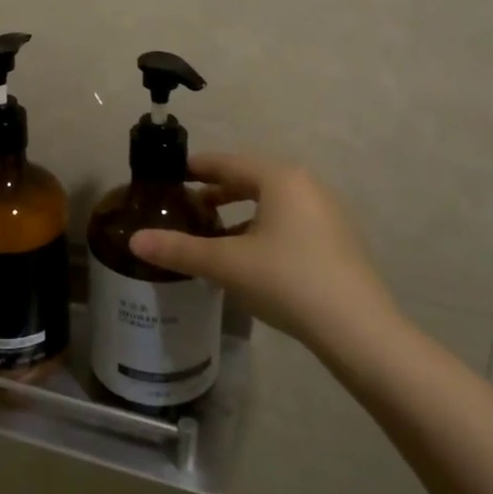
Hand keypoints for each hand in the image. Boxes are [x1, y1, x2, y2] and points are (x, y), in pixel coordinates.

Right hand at [128, 153, 402, 359]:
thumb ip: (179, 250)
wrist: (358, 330)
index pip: (227, 162)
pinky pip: (288, 221)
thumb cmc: (287, 281)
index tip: (171, 175)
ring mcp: (326, 214)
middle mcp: (306, 186)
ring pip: (271, 203)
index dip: (196, 167)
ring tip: (211, 231)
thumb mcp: (226, 264)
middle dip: (217, 191)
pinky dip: (262, 228)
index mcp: (279, 179)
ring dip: (239, 212)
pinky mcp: (336, 241)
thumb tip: (134, 241)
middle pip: (251, 179)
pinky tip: (247, 256)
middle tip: (185, 205)